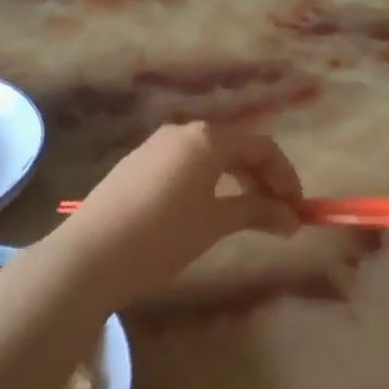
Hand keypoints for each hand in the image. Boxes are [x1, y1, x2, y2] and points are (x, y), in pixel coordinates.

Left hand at [42, 123, 302, 306]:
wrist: (90, 255)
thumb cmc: (163, 236)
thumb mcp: (215, 223)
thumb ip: (257, 212)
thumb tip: (292, 219)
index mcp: (207, 138)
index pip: (262, 147)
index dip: (286, 177)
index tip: (297, 210)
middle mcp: (181, 132)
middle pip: (236, 148)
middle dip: (262, 180)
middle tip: (277, 215)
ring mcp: (154, 147)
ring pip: (209, 157)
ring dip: (236, 182)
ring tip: (246, 216)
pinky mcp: (135, 165)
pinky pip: (184, 165)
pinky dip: (207, 184)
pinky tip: (206, 212)